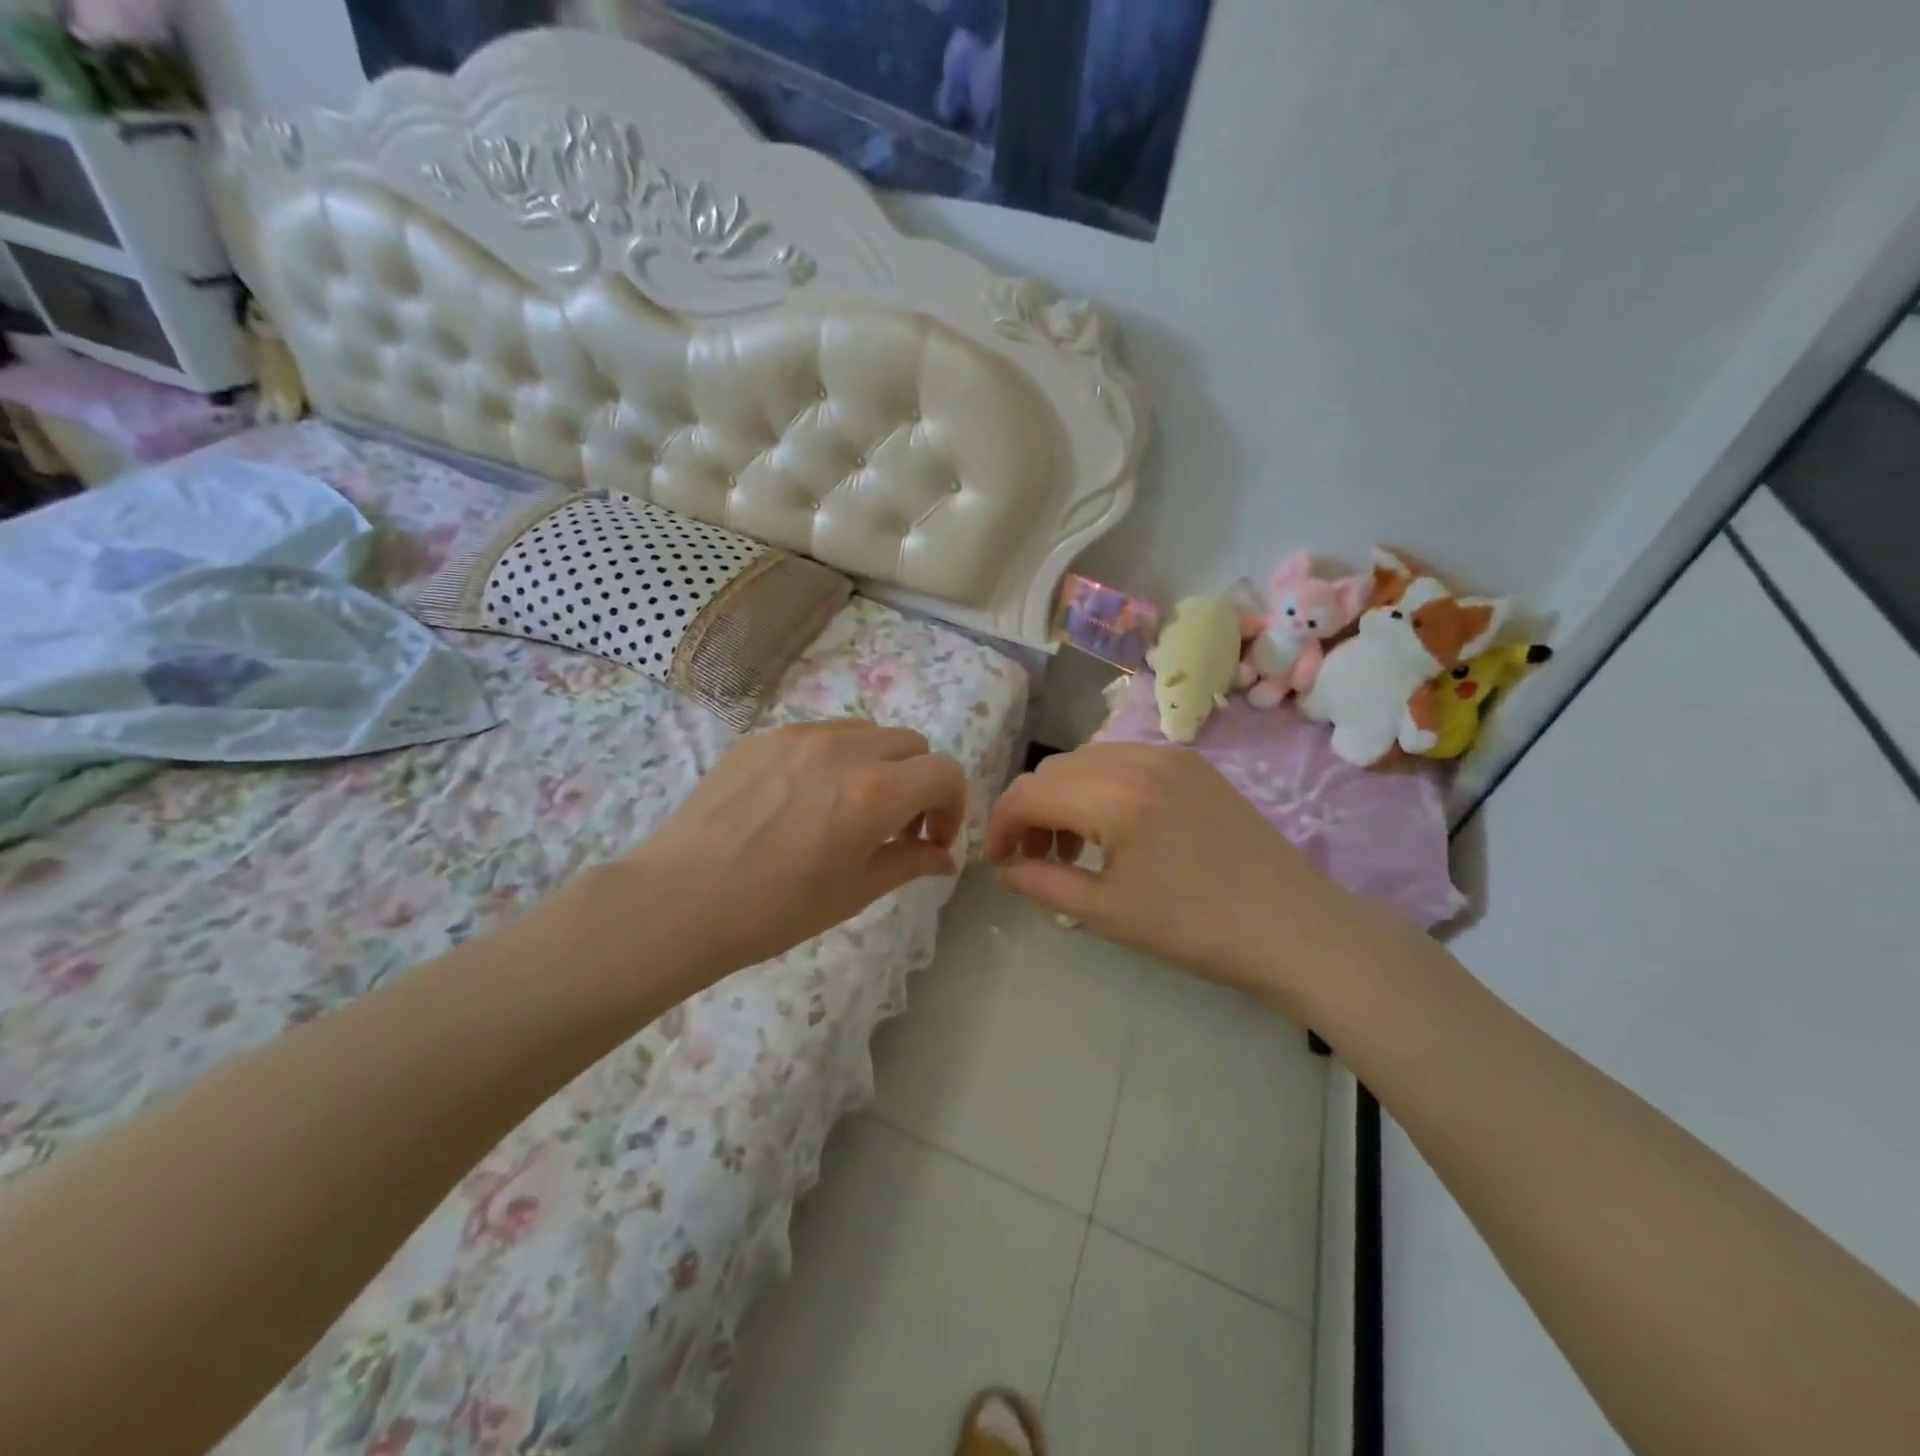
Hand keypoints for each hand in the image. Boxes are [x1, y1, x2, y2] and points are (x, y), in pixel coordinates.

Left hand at [615, 720, 967, 988]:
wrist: (678, 901)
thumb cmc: (773, 910)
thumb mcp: (853, 893)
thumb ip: (909, 863)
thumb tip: (943, 857)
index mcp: (873, 791)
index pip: (944, 771)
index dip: (953, 805)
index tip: (933, 839)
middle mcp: (842, 749)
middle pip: (911, 744)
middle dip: (918, 783)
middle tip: (895, 827)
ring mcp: (798, 735)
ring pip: (866, 731)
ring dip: (878, 764)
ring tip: (850, 807)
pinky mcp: (762, 736)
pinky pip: (819, 734)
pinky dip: (834, 758)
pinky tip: (803, 799)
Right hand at [986, 744, 1390, 1018]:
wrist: (1294, 928)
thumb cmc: (1197, 929)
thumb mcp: (1108, 914)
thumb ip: (1044, 884)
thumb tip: (1006, 870)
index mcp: (1115, 797)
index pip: (1030, 792)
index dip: (1000, 824)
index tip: (997, 861)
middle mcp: (1139, 760)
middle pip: (1055, 770)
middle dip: (1031, 810)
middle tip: (1034, 858)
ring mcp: (1171, 756)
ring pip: (1088, 761)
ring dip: (1065, 797)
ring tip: (1073, 848)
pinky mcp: (1194, 764)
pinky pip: (1124, 762)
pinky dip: (1100, 788)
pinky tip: (1114, 829)